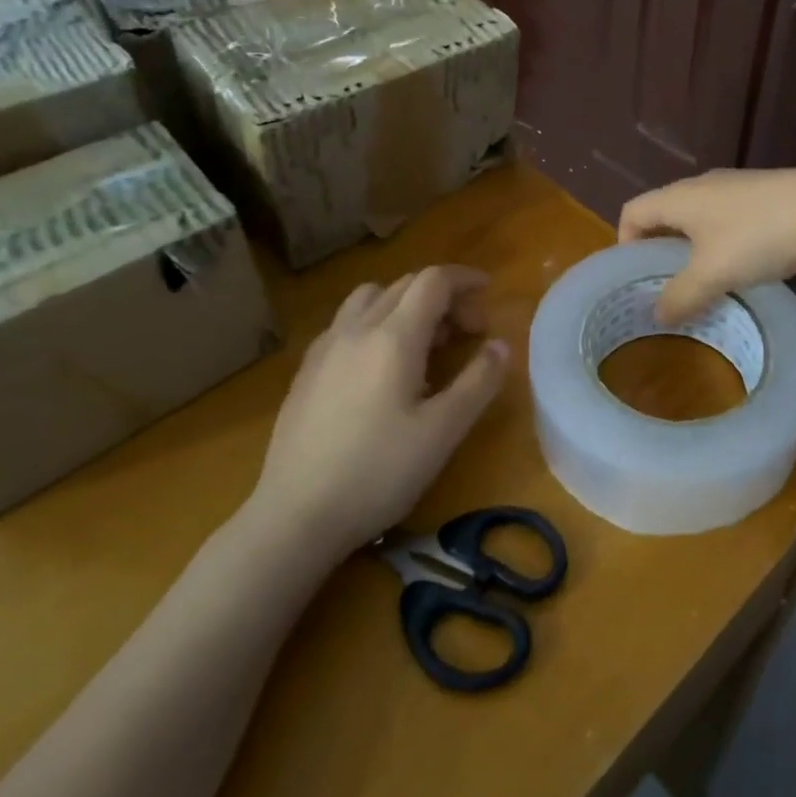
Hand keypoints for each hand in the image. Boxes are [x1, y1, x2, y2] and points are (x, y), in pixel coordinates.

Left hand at [245, 266, 509, 562]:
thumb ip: (479, 381)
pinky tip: (381, 365)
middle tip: (467, 332)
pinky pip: (347, 323)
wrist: (295, 517)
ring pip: (371, 298)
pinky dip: (376, 322)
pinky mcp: (306, 372)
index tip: (489, 293)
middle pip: (405, 285)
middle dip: (443, 296)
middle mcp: (357, 330)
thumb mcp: (444, 431)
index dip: (465, 279)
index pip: (433, 281)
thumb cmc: (378, 473)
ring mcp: (325, 349)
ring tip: (423, 342)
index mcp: (394, 337)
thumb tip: (500, 345)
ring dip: (405, 304)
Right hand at [618, 168, 795, 322]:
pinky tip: (740, 269)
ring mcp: (735, 187)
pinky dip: (720, 244)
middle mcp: (702, 185)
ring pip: (698, 218)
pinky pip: (727, 220)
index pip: (633, 211)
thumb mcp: (712, 274)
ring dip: (692, 249)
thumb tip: (658, 314)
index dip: (624, 242)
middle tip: (664, 287)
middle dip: (659, 250)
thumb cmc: (758, 237)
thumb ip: (680, 296)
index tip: (634, 277)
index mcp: (680, 197)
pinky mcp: (764, 195)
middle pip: (665, 214)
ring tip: (701, 284)